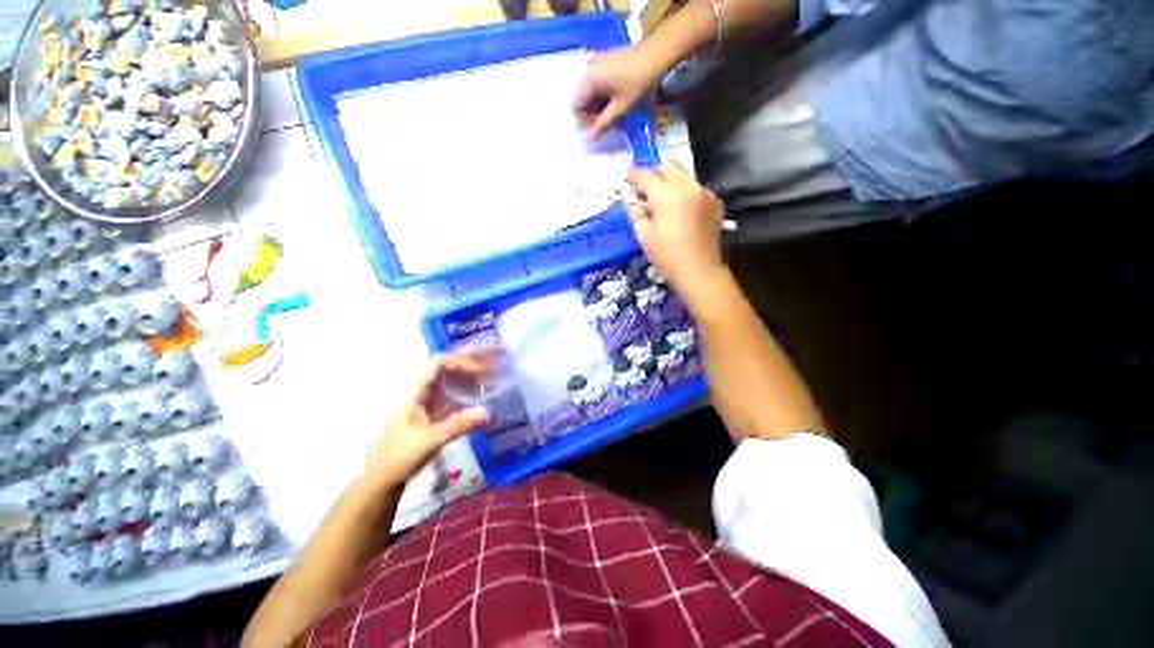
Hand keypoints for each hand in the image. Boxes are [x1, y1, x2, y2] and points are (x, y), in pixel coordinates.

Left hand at [362, 351, 490, 487]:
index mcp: (415, 394)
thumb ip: (458, 425)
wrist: (381, 482)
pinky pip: (453, 398)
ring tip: (491, 376)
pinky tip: (481, 398)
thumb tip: (487, 412)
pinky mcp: (433, 417)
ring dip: (469, 378)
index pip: (437, 364)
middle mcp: (422, 394)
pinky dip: (468, 394)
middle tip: (491, 362)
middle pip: (446, 370)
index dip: (459, 360)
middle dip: (468, 364)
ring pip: (450, 384)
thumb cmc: (399, 458)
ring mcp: (427, 405)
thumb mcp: (429, 441)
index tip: (480, 367)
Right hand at [573, 45, 665, 136]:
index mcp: (589, 78)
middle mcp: (588, 68)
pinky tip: (615, 99)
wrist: (656, 54)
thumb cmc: (638, 82)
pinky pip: (596, 81)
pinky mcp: (605, 59)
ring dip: (597, 105)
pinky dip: (602, 94)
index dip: (584, 120)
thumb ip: (603, 123)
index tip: (597, 127)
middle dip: (591, 113)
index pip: (575, 105)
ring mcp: (596, 61)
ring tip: (612, 112)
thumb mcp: (620, 107)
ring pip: (590, 90)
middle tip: (606, 122)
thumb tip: (590, 138)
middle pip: (582, 97)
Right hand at [626, 162, 727, 298]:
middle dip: (653, 173)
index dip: (633, 174)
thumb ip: (635, 211)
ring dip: (669, 180)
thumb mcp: (644, 235)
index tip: (626, 176)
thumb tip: (629, 196)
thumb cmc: (667, 256)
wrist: (699, 271)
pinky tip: (678, 206)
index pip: (646, 176)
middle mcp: (688, 187)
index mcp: (667, 196)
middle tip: (643, 187)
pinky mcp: (713, 201)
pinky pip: (695, 186)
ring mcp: (704, 192)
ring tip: (660, 196)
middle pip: (667, 167)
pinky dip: (683, 190)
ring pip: (683, 175)